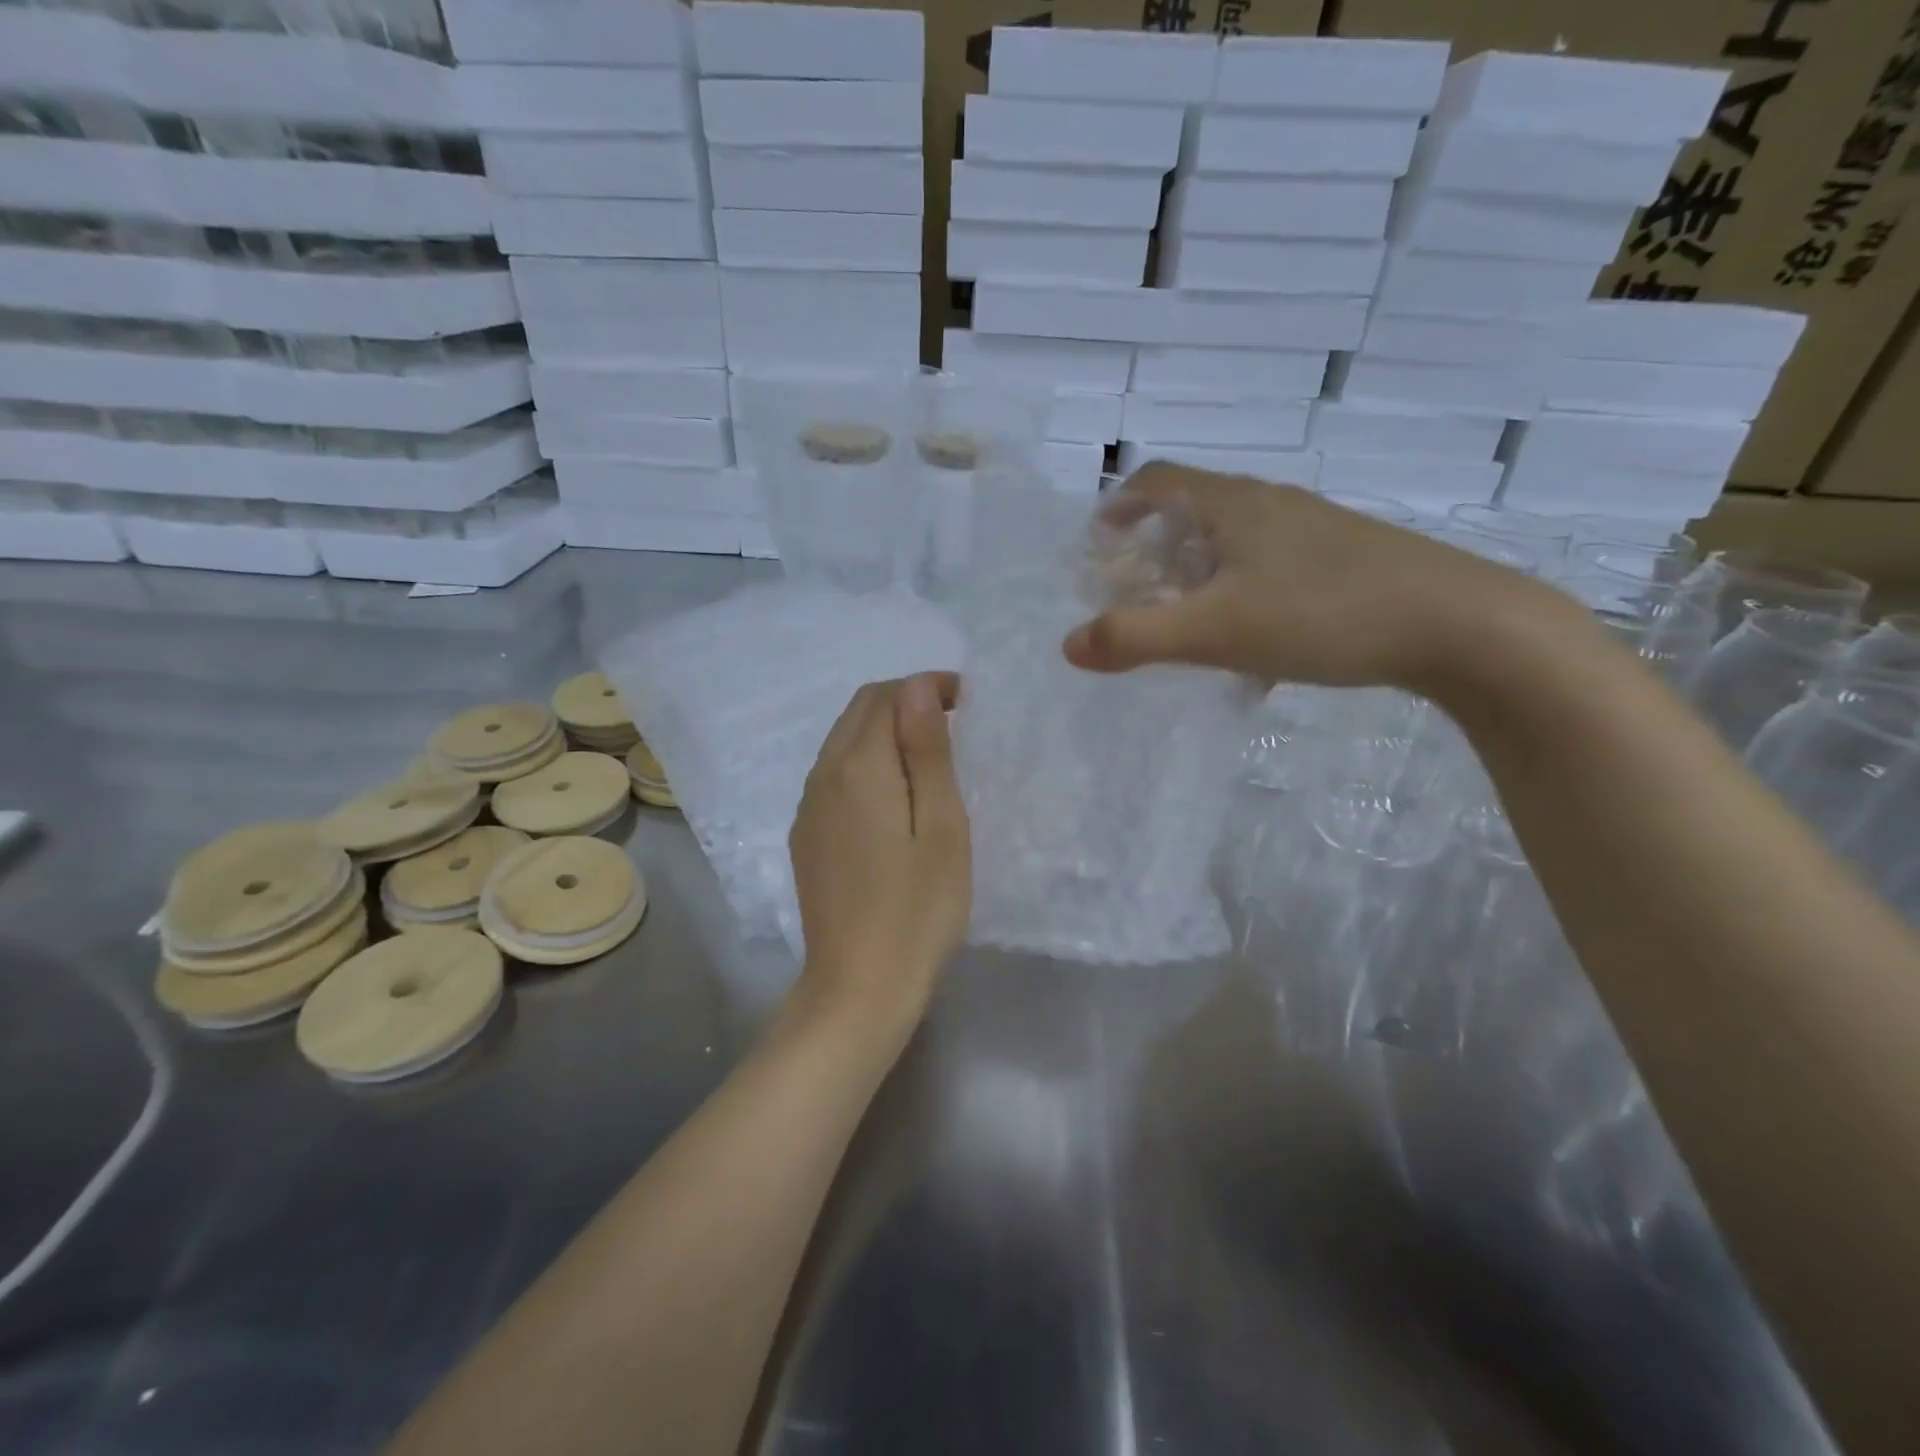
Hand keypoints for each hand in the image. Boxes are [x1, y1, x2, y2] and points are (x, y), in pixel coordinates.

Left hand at [789, 672, 970, 1036]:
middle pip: (859, 713)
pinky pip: (834, 777)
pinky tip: (894, 798)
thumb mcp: (941, 826)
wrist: (858, 988)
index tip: (967, 703)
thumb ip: (927, 752)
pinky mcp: (806, 837)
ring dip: (884, 733)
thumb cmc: (917, 909)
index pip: (886, 697)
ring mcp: (808, 809)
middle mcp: (822, 777)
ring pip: (843, 743)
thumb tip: (918, 688)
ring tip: (930, 758)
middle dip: (904, 703)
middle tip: (954, 725)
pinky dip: (866, 764)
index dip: (926, 688)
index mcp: (857, 767)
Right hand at [1062, 464, 1558, 691]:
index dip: (1120, 504)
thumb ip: (1135, 637)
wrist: (1461, 626)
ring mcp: (1315, 534)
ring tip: (1187, 630)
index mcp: (1235, 505)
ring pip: (1237, 547)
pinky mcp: (1347, 564)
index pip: (1160, 479)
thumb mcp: (1215, 630)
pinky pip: (1273, 575)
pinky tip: (1253, 660)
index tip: (1098, 543)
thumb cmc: (1323, 613)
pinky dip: (1243, 603)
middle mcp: (1273, 506)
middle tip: (1136, 596)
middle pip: (1196, 513)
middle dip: (1155, 552)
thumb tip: (1069, 645)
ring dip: (1199, 581)